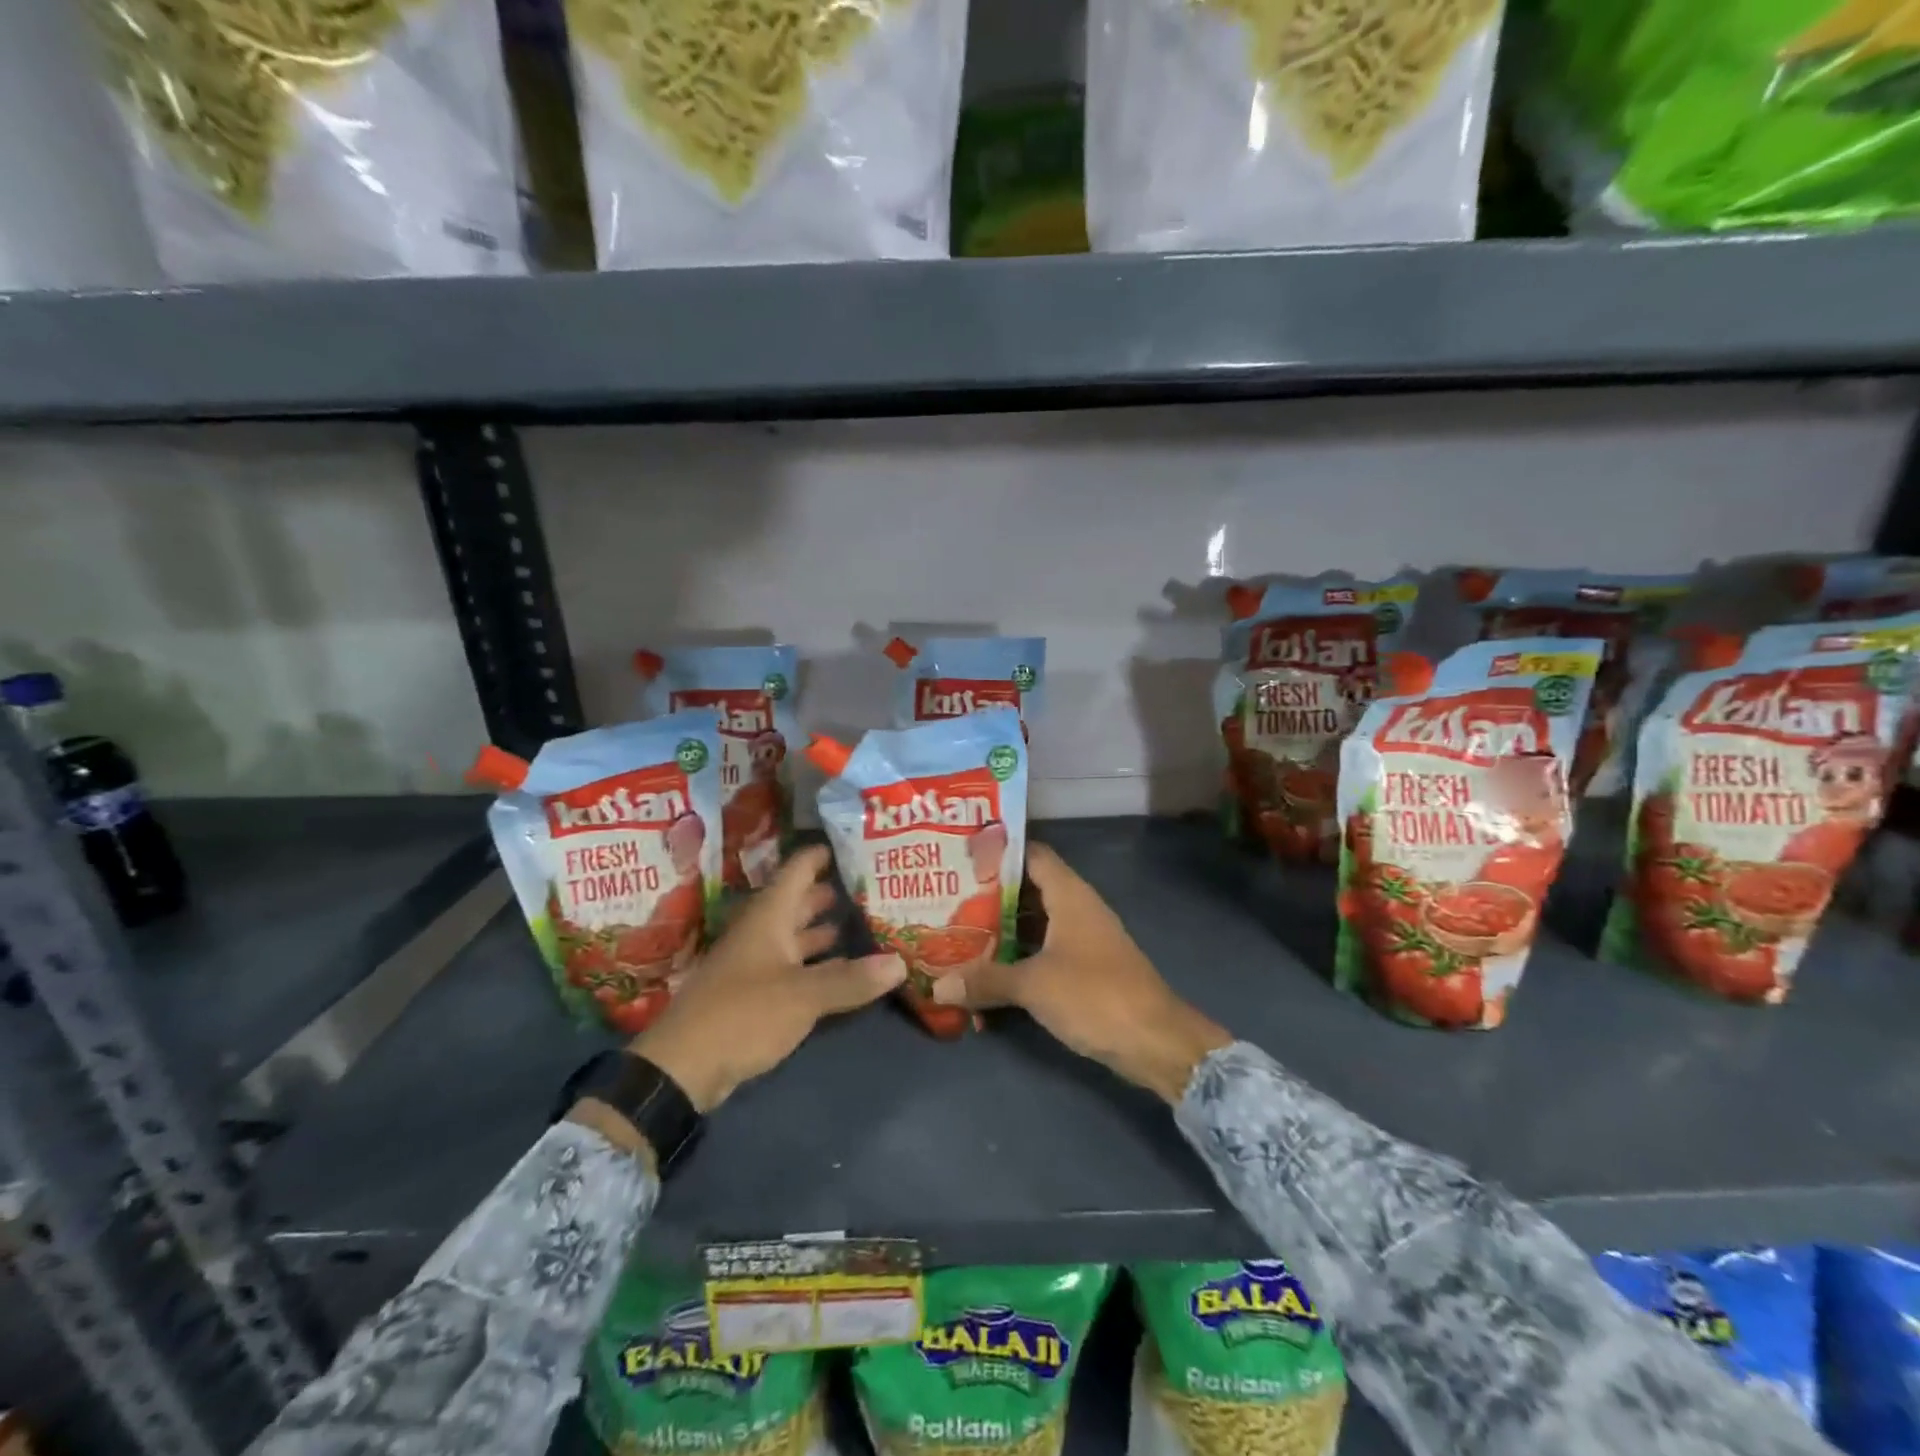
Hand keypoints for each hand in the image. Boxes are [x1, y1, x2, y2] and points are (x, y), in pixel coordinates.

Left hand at [631, 845, 904, 1112]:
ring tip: (857, 922)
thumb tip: (900, 962)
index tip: (852, 844)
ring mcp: (754, 964)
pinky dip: (814, 963)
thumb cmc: (743, 1014)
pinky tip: (838, 968)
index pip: (797, 870)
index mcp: (768, 917)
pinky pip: (790, 967)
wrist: (683, 1068)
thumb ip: (851, 979)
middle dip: (828, 894)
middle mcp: (761, 933)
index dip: (821, 854)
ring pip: (792, 936)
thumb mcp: (803, 995)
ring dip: (820, 930)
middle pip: (796, 903)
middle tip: (867, 885)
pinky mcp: (753, 995)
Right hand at [931, 844, 1230, 1103]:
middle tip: (946, 898)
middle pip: (1028, 889)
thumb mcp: (1034, 985)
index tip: (961, 856)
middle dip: (989, 894)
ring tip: (957, 931)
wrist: (1156, 1042)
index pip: (1031, 854)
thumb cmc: (1095, 996)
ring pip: (1034, 923)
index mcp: (1069, 895)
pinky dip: (1018, 957)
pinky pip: (1043, 951)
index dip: (998, 852)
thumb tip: (939, 985)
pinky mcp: (1085, 969)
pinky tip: (988, 971)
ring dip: (1002, 929)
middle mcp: (1077, 909)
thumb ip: (986, 980)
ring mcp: (1082, 940)